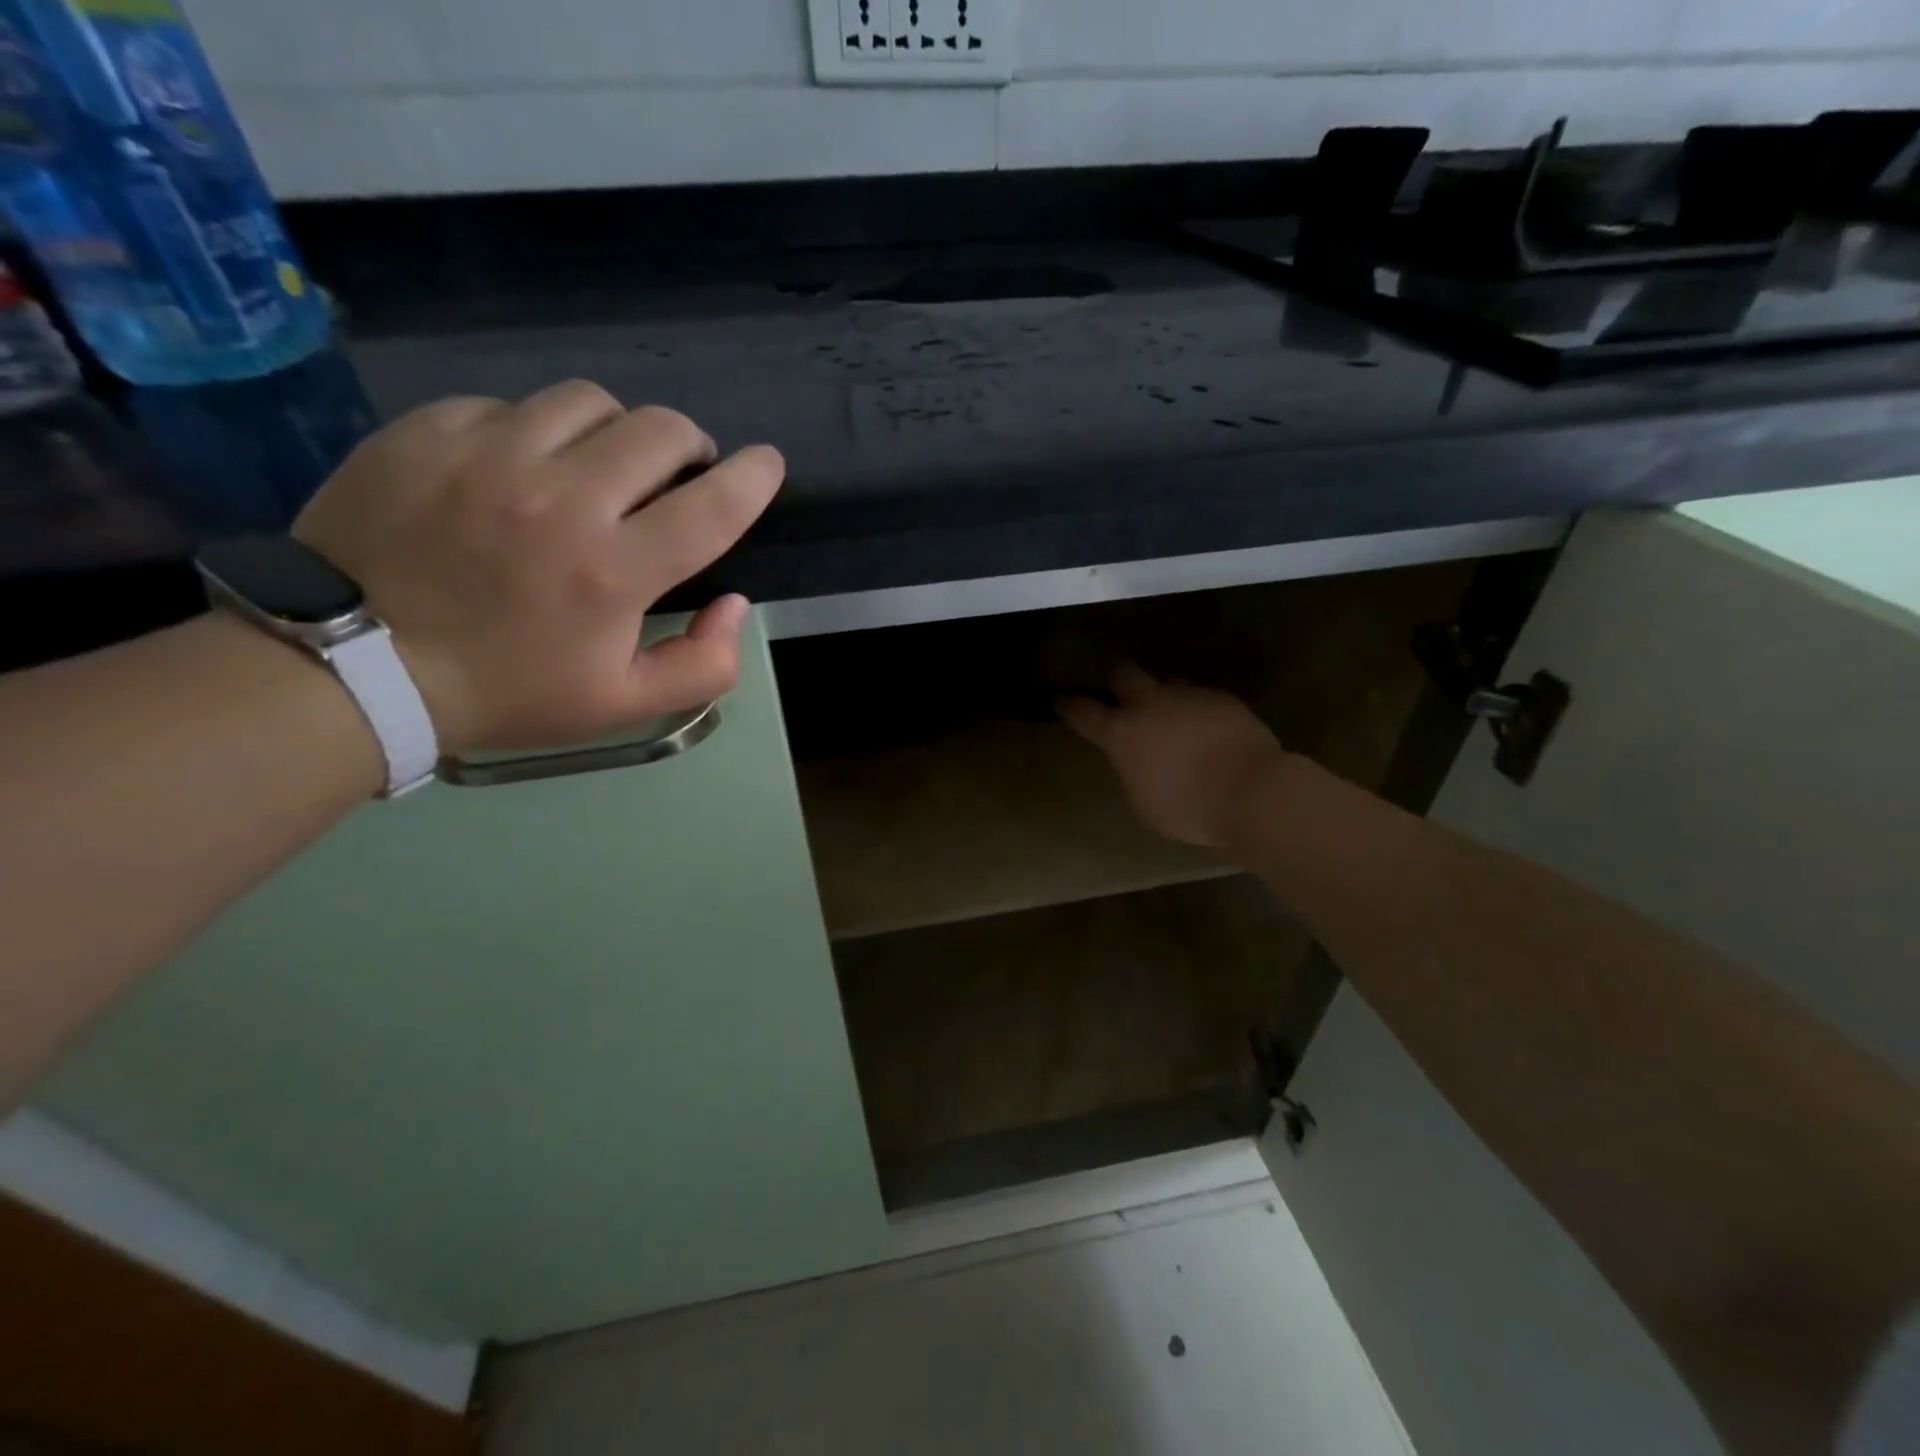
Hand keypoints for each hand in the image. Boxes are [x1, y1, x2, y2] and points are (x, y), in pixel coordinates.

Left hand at [294, 381, 782, 757]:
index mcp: (611, 571)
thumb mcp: (622, 706)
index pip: (713, 506)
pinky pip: (510, 406)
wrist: (352, 667)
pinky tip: (521, 469)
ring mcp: (488, 455)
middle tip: (678, 472)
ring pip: (589, 402)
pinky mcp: (428, 431)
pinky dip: (536, 433)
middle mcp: (561, 498)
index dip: (753, 479)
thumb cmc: (506, 691)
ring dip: (616, 432)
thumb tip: (733, 605)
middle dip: (689, 446)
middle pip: (659, 430)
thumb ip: (703, 665)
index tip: (767, 464)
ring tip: (602, 464)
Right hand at [1059, 663, 1289, 848]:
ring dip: (1166, 696)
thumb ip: (1134, 773)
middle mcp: (1149, 704)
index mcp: (1121, 733)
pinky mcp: (1222, 698)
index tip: (1060, 700)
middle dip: (1117, 677)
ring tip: (1176, 716)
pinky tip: (1211, 731)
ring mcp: (1187, 696)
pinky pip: (1203, 698)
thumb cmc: (1186, 807)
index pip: (1083, 712)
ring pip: (1169, 682)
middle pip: (1124, 673)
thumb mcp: (1144, 802)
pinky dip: (1201, 711)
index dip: (1069, 706)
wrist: (1248, 789)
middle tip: (1119, 686)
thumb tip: (1139, 762)